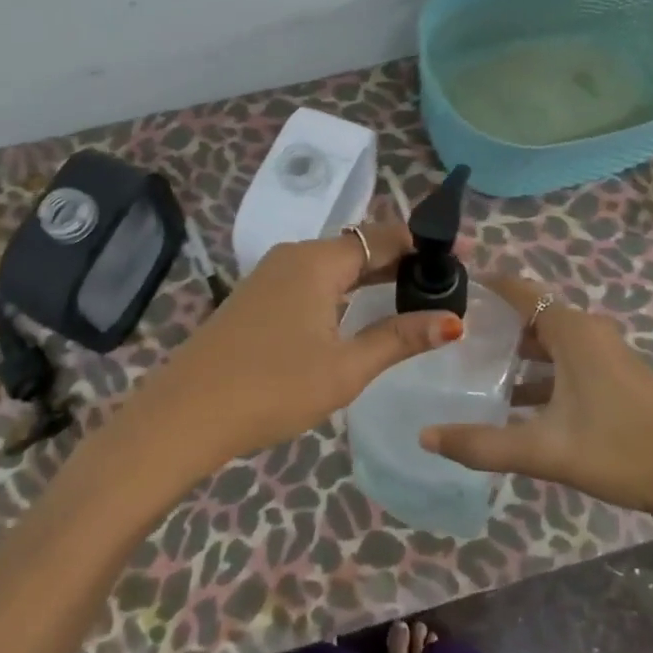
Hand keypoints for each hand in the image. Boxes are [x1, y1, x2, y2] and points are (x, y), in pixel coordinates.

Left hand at [141, 224, 463, 468]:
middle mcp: (293, 256)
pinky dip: (345, 290)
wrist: (186, 415)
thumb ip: (398, 339)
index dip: (425, 244)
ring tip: (415, 293)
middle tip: (447, 279)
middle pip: (359, 247)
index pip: (383, 237)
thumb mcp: (344, 368)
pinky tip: (361, 311)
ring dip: (374, 276)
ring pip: (334, 265)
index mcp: (316, 261)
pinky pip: (313, 281)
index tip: (466, 252)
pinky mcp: (258, 298)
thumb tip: (453, 320)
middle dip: (403, 259)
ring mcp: (270, 276)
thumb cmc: (272, 388)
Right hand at [420, 275, 652, 545]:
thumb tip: (424, 437)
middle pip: (533, 314)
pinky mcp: (618, 376)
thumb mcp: (543, 451)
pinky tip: (518, 402)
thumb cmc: (618, 452)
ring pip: (551, 340)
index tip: (449, 293)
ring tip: (477, 369)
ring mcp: (608, 354)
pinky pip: (568, 358)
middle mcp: (590, 332)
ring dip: (518, 350)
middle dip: (495, 322)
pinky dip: (541, 369)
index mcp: (573, 332)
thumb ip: (481, 444)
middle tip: (453, 337)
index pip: (520, 290)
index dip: (485, 286)